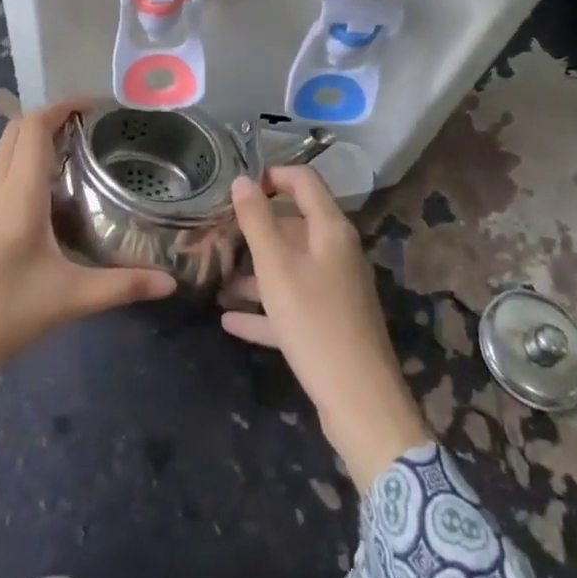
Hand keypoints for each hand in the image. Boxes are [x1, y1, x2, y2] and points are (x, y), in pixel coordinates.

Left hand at [0, 100, 176, 382]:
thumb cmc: (3, 312)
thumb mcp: (70, 298)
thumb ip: (122, 286)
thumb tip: (170, 283)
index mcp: (18, 194)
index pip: (34, 127)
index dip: (62, 106)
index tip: (95, 106)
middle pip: (16, 130)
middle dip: (51, 117)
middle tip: (89, 129)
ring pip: (5, 152)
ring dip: (35, 140)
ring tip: (75, 156)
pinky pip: (0, 175)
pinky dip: (24, 164)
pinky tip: (47, 197)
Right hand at [223, 167, 429, 489]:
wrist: (360, 402)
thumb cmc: (315, 322)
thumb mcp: (277, 268)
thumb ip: (257, 221)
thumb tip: (242, 179)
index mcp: (330, 230)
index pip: (304, 181)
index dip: (272, 176)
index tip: (237, 188)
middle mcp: (337, 252)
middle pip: (294, 226)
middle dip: (255, 230)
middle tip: (216, 235)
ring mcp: (336, 289)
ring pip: (290, 267)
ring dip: (255, 273)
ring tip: (216, 280)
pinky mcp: (330, 323)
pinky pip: (292, 305)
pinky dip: (264, 310)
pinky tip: (230, 320)